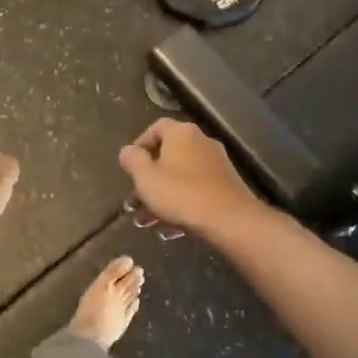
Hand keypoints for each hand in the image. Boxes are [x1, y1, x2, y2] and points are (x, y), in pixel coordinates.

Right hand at [118, 120, 263, 239]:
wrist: (229, 218)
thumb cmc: (180, 193)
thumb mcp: (145, 177)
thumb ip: (132, 160)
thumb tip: (128, 150)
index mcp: (181, 133)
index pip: (156, 128)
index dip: (140, 145)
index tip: (129, 166)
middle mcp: (201, 142)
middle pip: (167, 157)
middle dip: (148, 181)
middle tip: (134, 202)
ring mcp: (216, 164)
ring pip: (180, 178)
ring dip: (162, 198)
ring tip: (147, 222)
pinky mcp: (226, 185)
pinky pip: (196, 190)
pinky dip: (181, 204)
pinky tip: (171, 229)